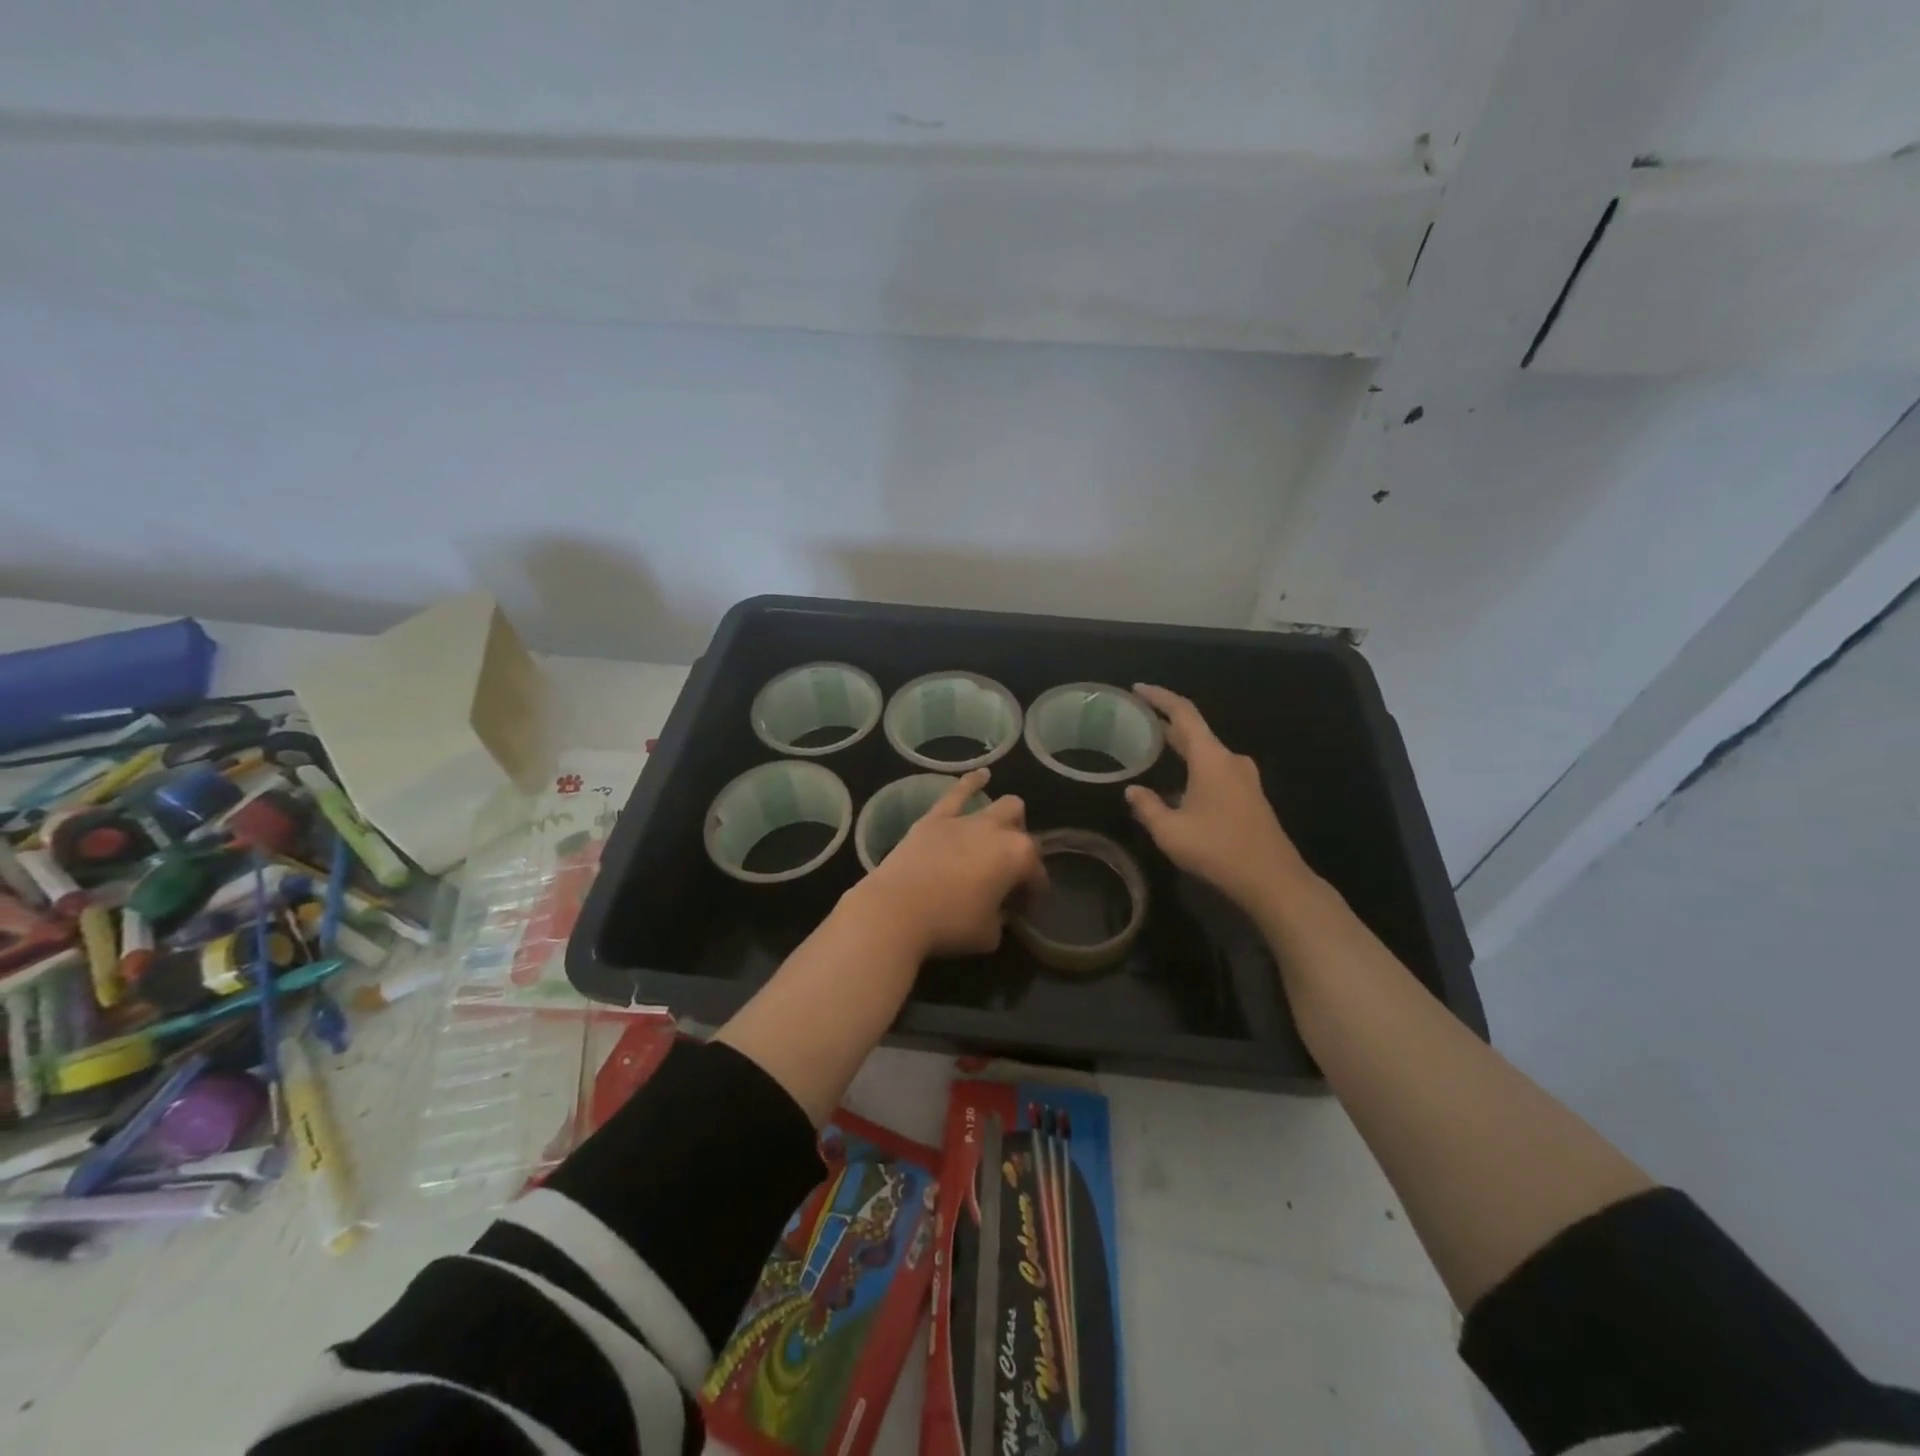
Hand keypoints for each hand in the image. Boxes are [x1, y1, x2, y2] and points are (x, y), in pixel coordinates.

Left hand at [848, 769, 1048, 959]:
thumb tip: (997, 911)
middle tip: (1009, 873)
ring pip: (1001, 807)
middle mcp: (997, 831)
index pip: (1036, 874)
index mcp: (1018, 858)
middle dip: (1022, 850)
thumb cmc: (949, 924)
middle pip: (1023, 833)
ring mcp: (965, 820)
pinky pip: (957, 793)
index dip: (1034, 893)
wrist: (896, 910)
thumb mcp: (989, 934)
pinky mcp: (935, 818)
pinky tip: (982, 775)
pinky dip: (971, 783)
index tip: (1024, 911)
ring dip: (1007, 819)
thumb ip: (1000, 919)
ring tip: (1004, 830)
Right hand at [1125, 684, 1316, 918]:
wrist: (1274, 881)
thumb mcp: (1170, 831)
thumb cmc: (1218, 850)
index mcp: (1211, 758)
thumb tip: (1132, 790)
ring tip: (1152, 749)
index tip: (1137, 689)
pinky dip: (1193, 767)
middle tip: (1136, 720)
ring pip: (1205, 753)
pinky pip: (1215, 770)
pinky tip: (1177, 785)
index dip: (1159, 697)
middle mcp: (1230, 760)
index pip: (1183, 713)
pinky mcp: (1250, 797)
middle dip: (1165, 723)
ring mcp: (1244, 779)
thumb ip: (1147, 806)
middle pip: (1195, 731)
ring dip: (1180, 748)